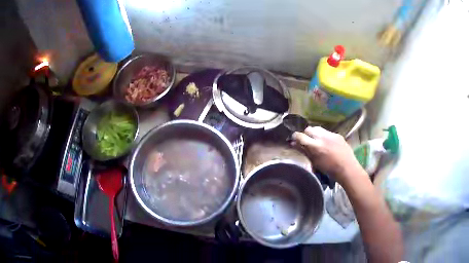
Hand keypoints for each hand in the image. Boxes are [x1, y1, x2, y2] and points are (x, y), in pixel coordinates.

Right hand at [293, 126, 362, 183]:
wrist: (347, 168)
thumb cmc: (329, 169)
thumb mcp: (314, 161)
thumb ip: (303, 151)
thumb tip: (293, 144)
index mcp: (315, 146)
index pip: (300, 135)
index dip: (295, 137)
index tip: (294, 140)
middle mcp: (322, 137)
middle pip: (308, 129)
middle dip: (306, 134)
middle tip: (307, 142)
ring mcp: (331, 134)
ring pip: (318, 128)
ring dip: (315, 133)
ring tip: (317, 142)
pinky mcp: (337, 134)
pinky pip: (327, 132)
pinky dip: (324, 136)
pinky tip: (327, 144)